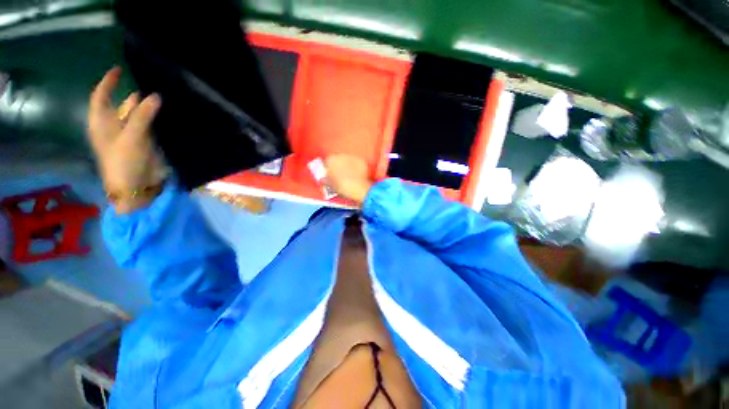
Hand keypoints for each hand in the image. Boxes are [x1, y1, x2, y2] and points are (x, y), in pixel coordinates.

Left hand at [88, 67, 165, 212]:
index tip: (119, 69)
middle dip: (131, 95)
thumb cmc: (124, 163)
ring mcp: (130, 134)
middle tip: (147, 81)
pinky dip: (154, 118)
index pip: (101, 97)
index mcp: (102, 123)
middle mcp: (114, 126)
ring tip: (159, 95)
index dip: (108, 83)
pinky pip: (148, 125)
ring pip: (136, 115)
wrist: (136, 187)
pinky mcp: (144, 142)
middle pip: (120, 105)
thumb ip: (142, 116)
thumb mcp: (131, 138)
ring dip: (145, 107)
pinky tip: (163, 113)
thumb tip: (155, 96)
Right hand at [324, 154, 373, 205]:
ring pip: (348, 160)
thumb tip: (323, 179)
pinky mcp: (361, 160)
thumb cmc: (341, 186)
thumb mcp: (330, 185)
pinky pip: (357, 163)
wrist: (357, 187)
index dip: (329, 169)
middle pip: (338, 159)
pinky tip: (357, 175)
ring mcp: (352, 157)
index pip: (327, 162)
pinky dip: (357, 167)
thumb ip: (325, 180)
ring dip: (348, 165)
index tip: (331, 174)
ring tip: (350, 175)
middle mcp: (341, 155)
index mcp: (331, 160)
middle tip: (341, 175)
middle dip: (339, 165)